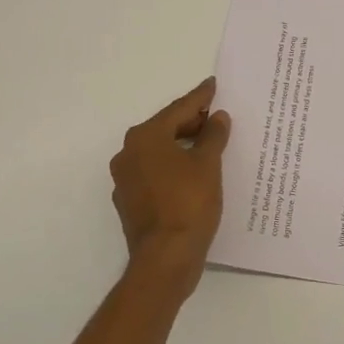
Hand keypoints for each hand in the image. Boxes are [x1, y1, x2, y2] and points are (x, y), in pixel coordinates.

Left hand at [110, 77, 231, 297]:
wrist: (165, 259)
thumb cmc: (188, 203)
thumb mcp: (208, 164)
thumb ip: (213, 136)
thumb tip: (217, 117)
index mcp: (145, 137)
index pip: (178, 109)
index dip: (200, 97)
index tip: (213, 85)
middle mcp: (129, 153)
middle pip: (165, 128)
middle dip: (192, 122)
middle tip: (217, 117)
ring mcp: (126, 179)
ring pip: (159, 152)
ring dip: (183, 146)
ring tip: (210, 144)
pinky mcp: (130, 202)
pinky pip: (156, 174)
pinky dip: (174, 168)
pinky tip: (194, 174)